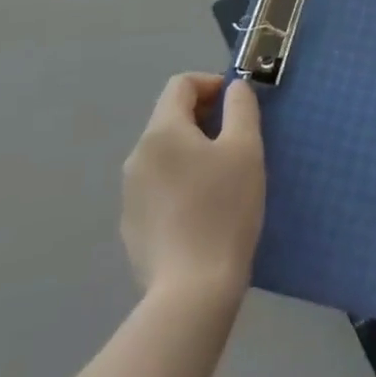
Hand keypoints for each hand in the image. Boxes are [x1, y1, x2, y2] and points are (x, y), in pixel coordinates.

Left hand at [121, 74, 264, 301]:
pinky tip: (202, 210)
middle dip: (204, 117)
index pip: (181, 84)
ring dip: (192, 150)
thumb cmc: (224, 209)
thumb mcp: (246, 148)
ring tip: (223, 176)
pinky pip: (157, 186)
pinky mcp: (131, 226)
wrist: (192, 292)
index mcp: (161, 131)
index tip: (237, 104)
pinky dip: (179, 181)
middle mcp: (137, 155)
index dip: (212, 84)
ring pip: (164, 153)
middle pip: (170, 117)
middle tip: (236, 139)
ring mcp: (129, 193)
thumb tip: (234, 88)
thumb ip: (241, 106)